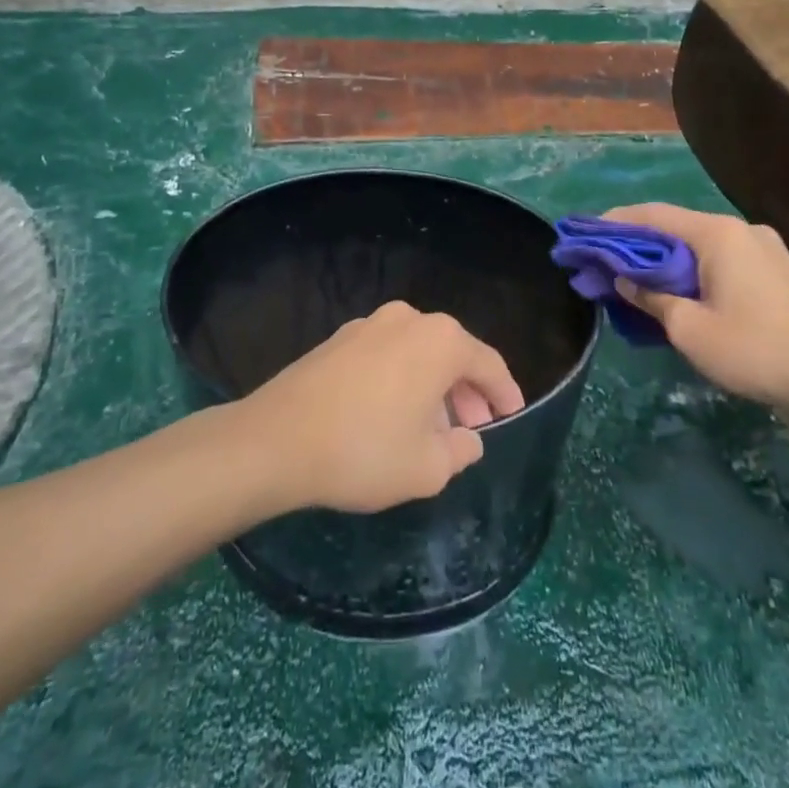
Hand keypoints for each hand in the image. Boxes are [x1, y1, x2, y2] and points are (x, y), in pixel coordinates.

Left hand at [240, 302, 525, 514]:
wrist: (275, 440)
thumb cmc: (364, 451)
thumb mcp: (427, 468)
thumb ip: (461, 451)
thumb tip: (468, 438)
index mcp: (440, 340)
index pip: (488, 364)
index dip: (505, 393)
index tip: (512, 415)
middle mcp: (409, 319)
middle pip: (453, 353)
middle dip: (467, 392)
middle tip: (472, 428)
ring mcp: (370, 324)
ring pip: (418, 353)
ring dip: (433, 386)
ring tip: (432, 428)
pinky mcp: (339, 338)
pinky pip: (387, 355)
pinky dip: (401, 379)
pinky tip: (391, 415)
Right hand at [604, 203, 788, 416]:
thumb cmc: (755, 350)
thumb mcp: (689, 329)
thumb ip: (651, 298)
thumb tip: (625, 280)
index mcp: (717, 233)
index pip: (653, 215)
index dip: (615, 223)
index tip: (586, 235)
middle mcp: (740, 230)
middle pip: (675, 228)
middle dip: (637, 245)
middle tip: (605, 264)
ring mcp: (763, 249)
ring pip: (699, 247)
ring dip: (665, 261)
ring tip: (635, 282)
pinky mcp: (776, 272)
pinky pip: (721, 262)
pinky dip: (692, 272)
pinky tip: (678, 294)